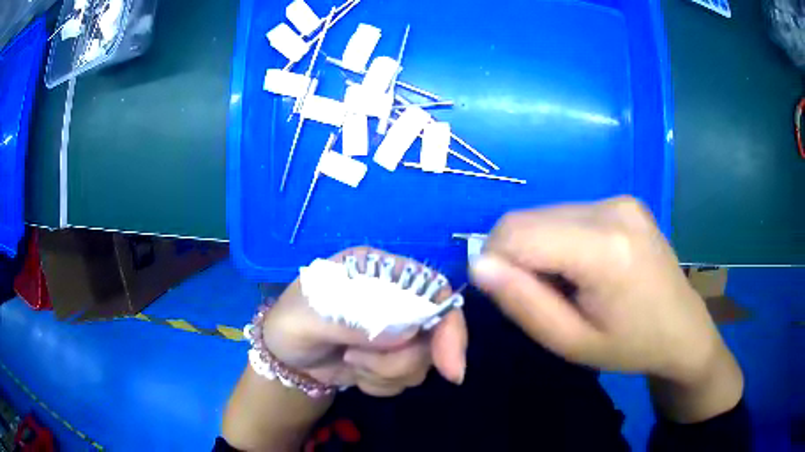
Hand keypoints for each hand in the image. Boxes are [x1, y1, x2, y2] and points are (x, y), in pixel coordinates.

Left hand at [261, 247, 466, 396]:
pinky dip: (380, 384)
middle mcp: (396, 298)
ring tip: (350, 361)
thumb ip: (354, 321)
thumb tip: (405, 335)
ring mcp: (396, 331)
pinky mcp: (392, 358)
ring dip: (384, 373)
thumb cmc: (291, 324)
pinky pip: (405, 380)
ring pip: (421, 362)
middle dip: (400, 361)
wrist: (285, 357)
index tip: (450, 367)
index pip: (435, 290)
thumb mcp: (310, 318)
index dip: (449, 326)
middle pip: (434, 333)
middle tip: (358, 362)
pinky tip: (355, 372)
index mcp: (379, 272)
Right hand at [470, 197, 729, 385]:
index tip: (508, 297)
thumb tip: (478, 265)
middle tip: (543, 296)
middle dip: (516, 257)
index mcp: (605, 248)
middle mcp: (612, 209)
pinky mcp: (623, 200)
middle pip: (527, 219)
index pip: (516, 232)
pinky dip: (559, 240)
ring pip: (545, 215)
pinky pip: (567, 214)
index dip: (495, 262)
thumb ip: (523, 303)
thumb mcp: (571, 343)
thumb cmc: (630, 347)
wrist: (683, 329)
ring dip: (539, 248)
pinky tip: (585, 266)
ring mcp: (620, 199)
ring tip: (569, 284)